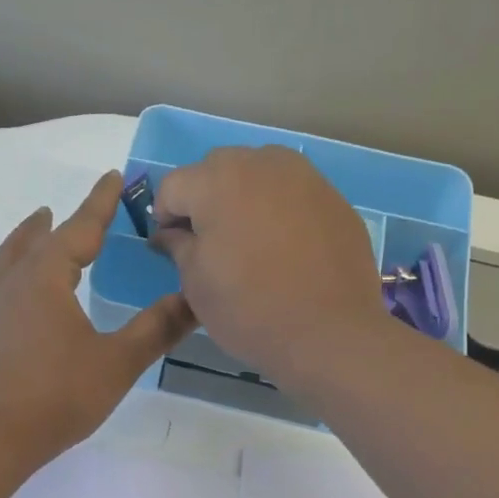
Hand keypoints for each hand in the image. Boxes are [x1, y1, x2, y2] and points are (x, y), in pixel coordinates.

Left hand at [0, 172, 196, 464]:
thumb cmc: (61, 395)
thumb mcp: (119, 361)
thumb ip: (158, 327)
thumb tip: (195, 299)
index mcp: (47, 278)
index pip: (79, 229)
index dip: (100, 203)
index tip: (114, 178)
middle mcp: (13, 284)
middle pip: (38, 240)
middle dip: (62, 221)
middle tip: (78, 210)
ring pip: (5, 260)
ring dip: (24, 240)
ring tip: (36, 227)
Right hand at [153, 146, 387, 387]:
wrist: (330, 333)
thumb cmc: (248, 308)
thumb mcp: (195, 283)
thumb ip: (177, 246)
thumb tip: (169, 234)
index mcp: (217, 180)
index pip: (172, 186)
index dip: (165, 217)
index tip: (173, 248)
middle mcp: (261, 164)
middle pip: (215, 169)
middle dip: (204, 199)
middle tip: (210, 243)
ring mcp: (303, 176)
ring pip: (257, 173)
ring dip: (243, 196)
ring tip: (250, 240)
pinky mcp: (333, 197)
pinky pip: (291, 192)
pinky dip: (279, 209)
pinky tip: (286, 247)